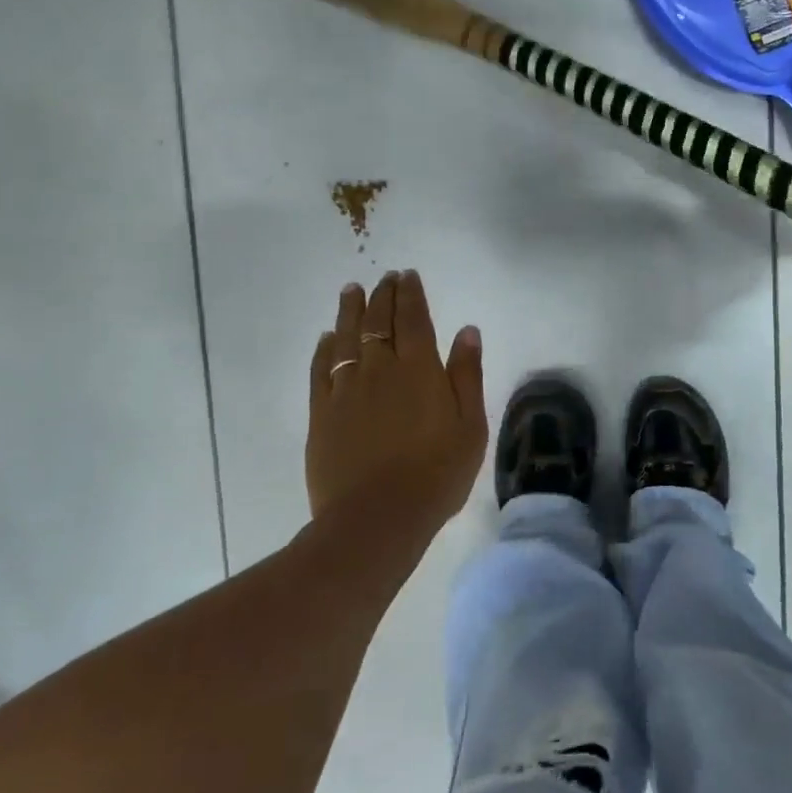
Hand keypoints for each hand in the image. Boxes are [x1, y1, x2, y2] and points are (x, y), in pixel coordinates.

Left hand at [306, 270, 487, 534]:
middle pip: (378, 322)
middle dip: (382, 295)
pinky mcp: (322, 413)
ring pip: (346, 338)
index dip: (410, 294)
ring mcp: (346, 390)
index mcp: (419, 369)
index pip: (413, 319)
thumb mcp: (470, 426)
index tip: (407, 276)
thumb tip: (466, 330)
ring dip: (350, 311)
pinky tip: (327, 338)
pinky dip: (325, 348)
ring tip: (352, 290)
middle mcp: (380, 369)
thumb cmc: (436, 474)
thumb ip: (467, 375)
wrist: (377, 517)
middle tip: (384, 277)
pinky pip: (321, 369)